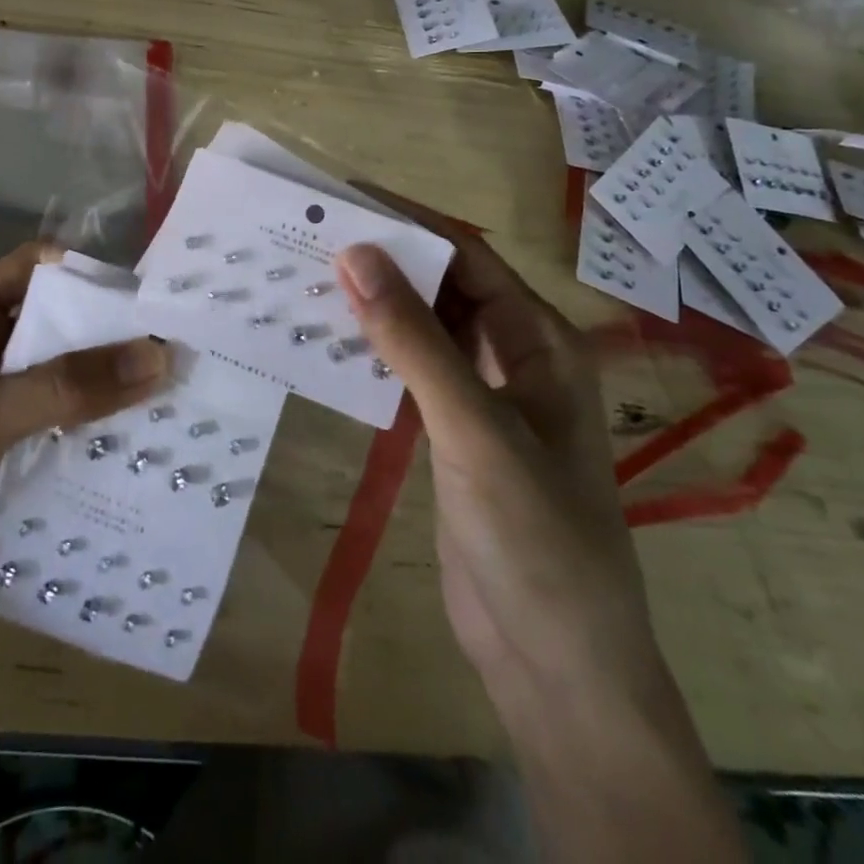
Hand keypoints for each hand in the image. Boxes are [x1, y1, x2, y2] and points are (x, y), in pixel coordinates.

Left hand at [0, 243, 170, 738]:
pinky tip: (136, 462)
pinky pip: (52, 441)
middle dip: (114, 342)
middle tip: (187, 356)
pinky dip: (88, 446)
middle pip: (59, 331)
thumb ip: (61, 389)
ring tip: (180, 409)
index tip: (156, 293)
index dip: (91, 272)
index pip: (36, 270)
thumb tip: (159, 355)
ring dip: (108, 399)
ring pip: (61, 389)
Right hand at [334, 213, 660, 712]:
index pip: (467, 257)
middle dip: (386, 261)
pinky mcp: (452, 434)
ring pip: (424, 330)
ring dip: (376, 306)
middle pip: (444, 287)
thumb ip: (414, 342)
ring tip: (308, 278)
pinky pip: (410, 372)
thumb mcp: (473, 429)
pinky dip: (374, 352)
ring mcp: (482, 398)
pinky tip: (329, 343)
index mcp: (539, 341)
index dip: (409, 223)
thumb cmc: (536, 537)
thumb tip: (356, 255)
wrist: (555, 664)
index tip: (344, 200)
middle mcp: (514, 358)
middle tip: (311, 237)